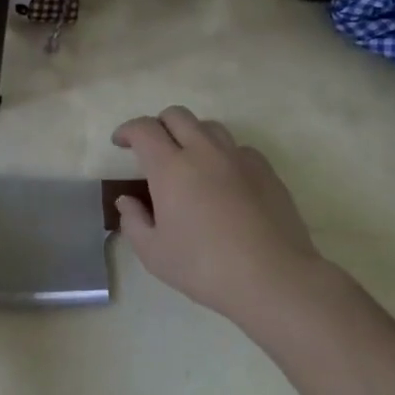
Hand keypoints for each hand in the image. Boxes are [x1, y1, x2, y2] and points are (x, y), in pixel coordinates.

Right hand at [113, 108, 333, 330]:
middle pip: (177, 116)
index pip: (144, 129)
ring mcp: (239, 158)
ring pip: (210, 127)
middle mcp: (204, 152)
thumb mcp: (153, 253)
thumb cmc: (204, 267)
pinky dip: (222, 154)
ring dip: (191, 135)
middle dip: (158, 125)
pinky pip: (238, 148)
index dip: (128, 131)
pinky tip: (223, 180)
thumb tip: (127, 200)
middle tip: (152, 149)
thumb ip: (133, 221)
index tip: (121, 143)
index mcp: (170, 168)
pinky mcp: (266, 170)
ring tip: (189, 161)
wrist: (273, 278)